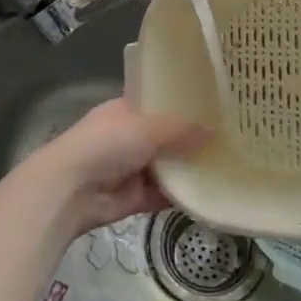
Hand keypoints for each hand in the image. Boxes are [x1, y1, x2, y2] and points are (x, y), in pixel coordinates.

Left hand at [10, 98, 210, 245]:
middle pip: (167, 137)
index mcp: (125, 111)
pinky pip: (164, 194)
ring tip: (229, 164)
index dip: (183, 105)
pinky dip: (182, 195)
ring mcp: (131, 169)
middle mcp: (128, 137)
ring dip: (190, 168)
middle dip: (192, 139)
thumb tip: (213, 132)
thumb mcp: (147, 128)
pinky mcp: (135, 197)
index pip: (158, 103)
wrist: (69, 190)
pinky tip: (211, 191)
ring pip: (167, 167)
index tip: (215, 105)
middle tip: (231, 137)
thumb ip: (181, 131)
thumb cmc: (105, 145)